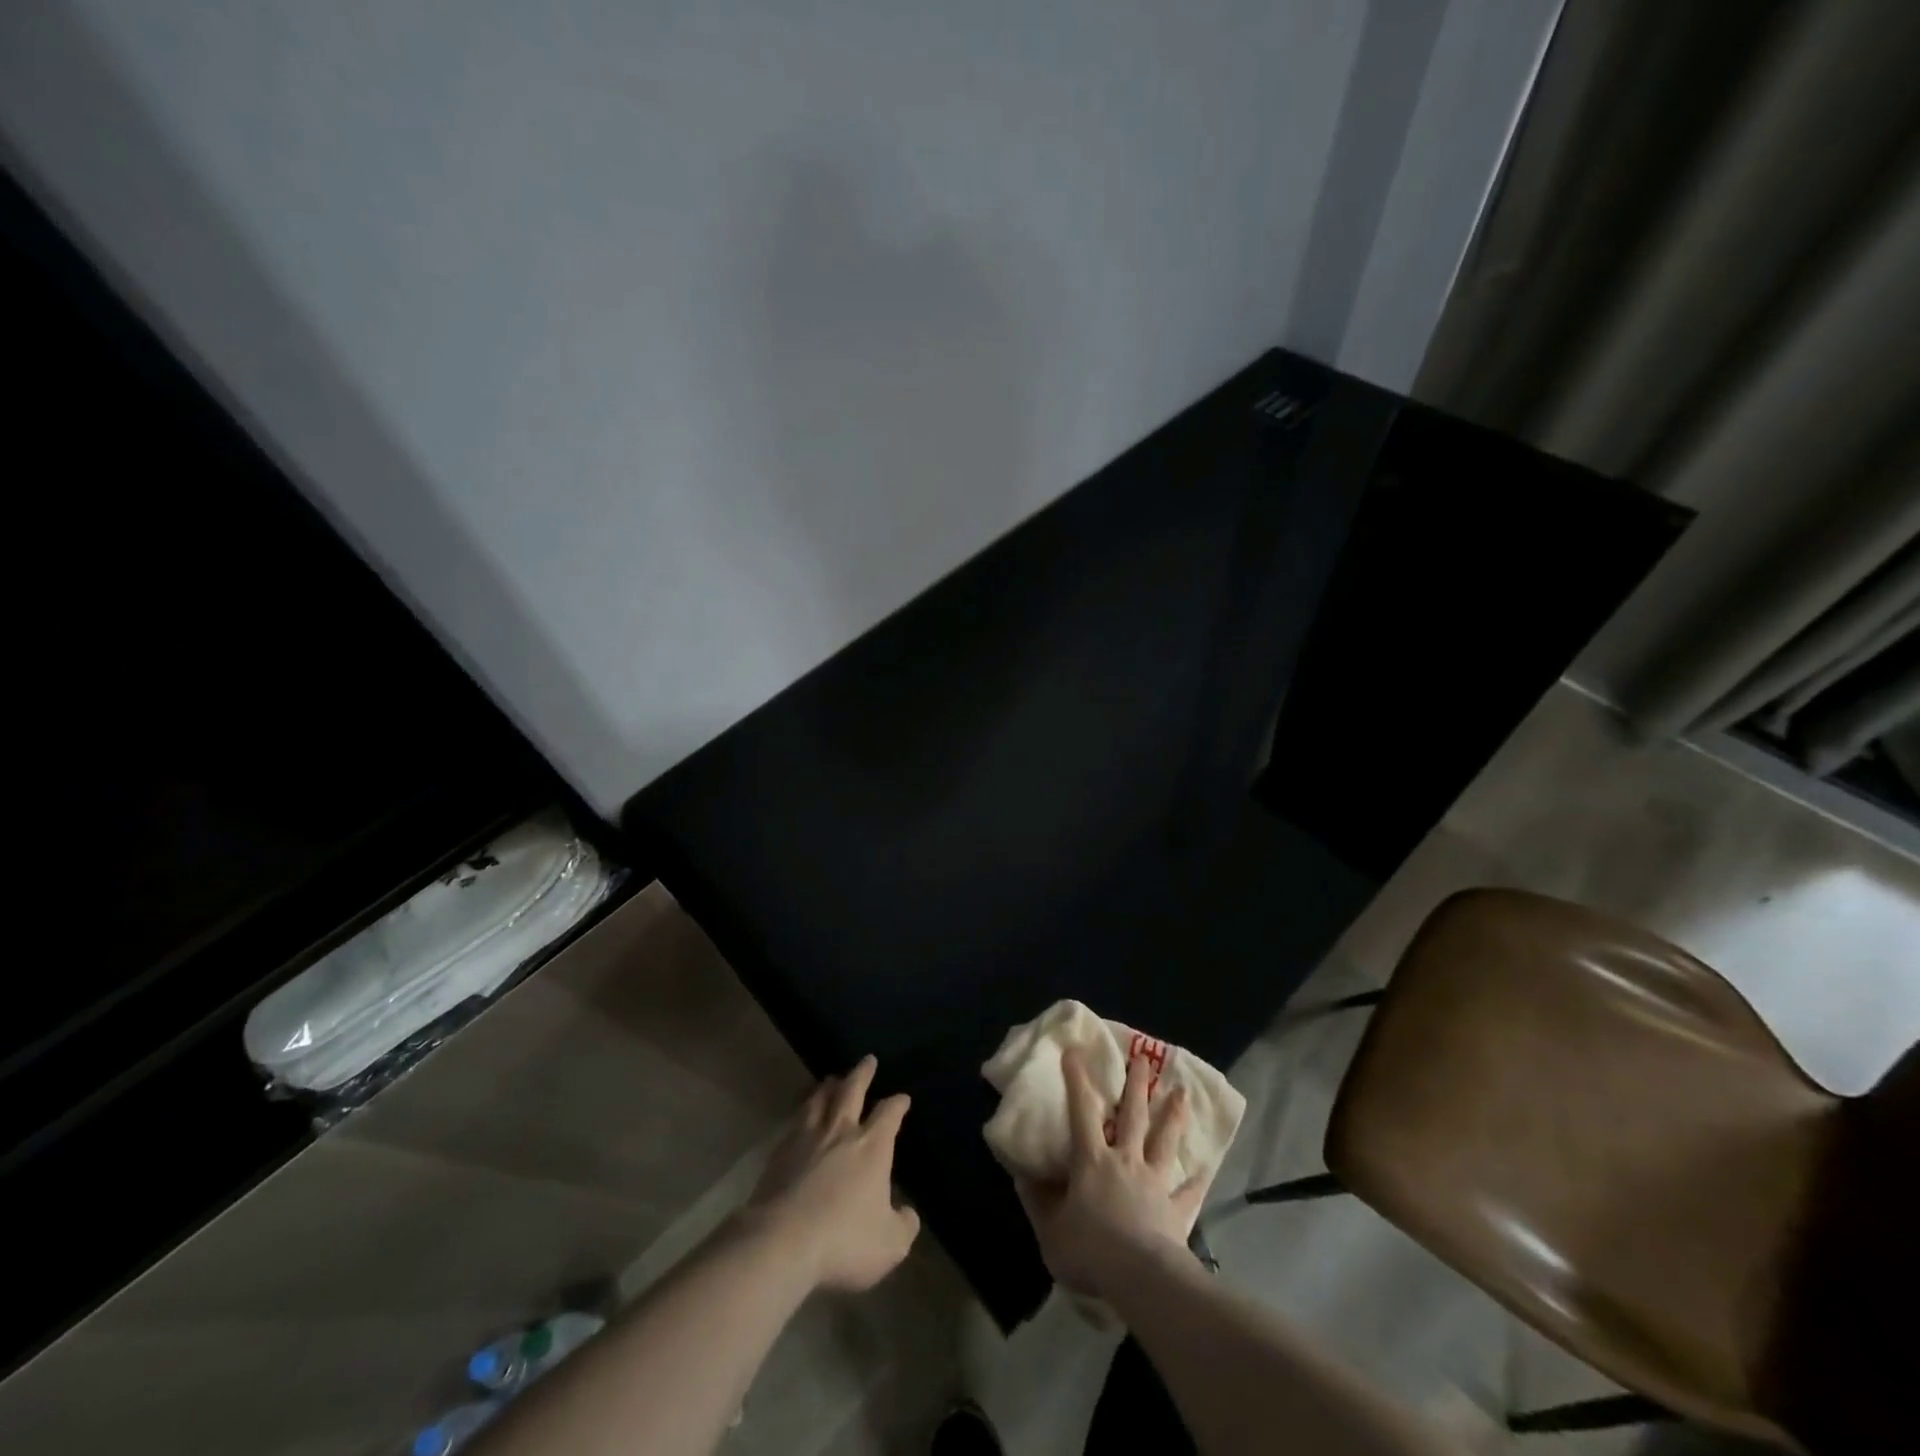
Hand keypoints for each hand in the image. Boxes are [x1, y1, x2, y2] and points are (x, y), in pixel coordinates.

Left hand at [742, 1055, 920, 1292]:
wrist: (782, 1241)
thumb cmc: (844, 1239)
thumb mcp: (890, 1244)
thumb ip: (904, 1225)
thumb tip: (908, 1213)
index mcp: (872, 1146)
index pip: (889, 1114)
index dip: (897, 1104)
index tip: (902, 1098)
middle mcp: (841, 1132)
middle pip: (852, 1091)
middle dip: (862, 1074)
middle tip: (867, 1060)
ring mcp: (807, 1138)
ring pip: (820, 1100)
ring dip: (828, 1087)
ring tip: (831, 1079)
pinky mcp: (780, 1153)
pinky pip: (795, 1121)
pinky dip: (803, 1111)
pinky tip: (801, 1115)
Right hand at [1016, 1048, 1204, 1299]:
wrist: (1140, 1278)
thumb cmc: (1090, 1250)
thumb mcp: (1050, 1230)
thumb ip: (1037, 1202)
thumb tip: (1022, 1176)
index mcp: (1092, 1161)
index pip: (1082, 1111)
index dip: (1077, 1080)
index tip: (1075, 1051)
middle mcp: (1125, 1161)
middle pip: (1133, 1115)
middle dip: (1136, 1085)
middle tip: (1142, 1058)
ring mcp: (1154, 1183)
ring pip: (1165, 1141)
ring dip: (1173, 1115)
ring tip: (1183, 1092)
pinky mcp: (1176, 1210)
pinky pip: (1188, 1192)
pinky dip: (1196, 1180)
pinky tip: (1206, 1169)